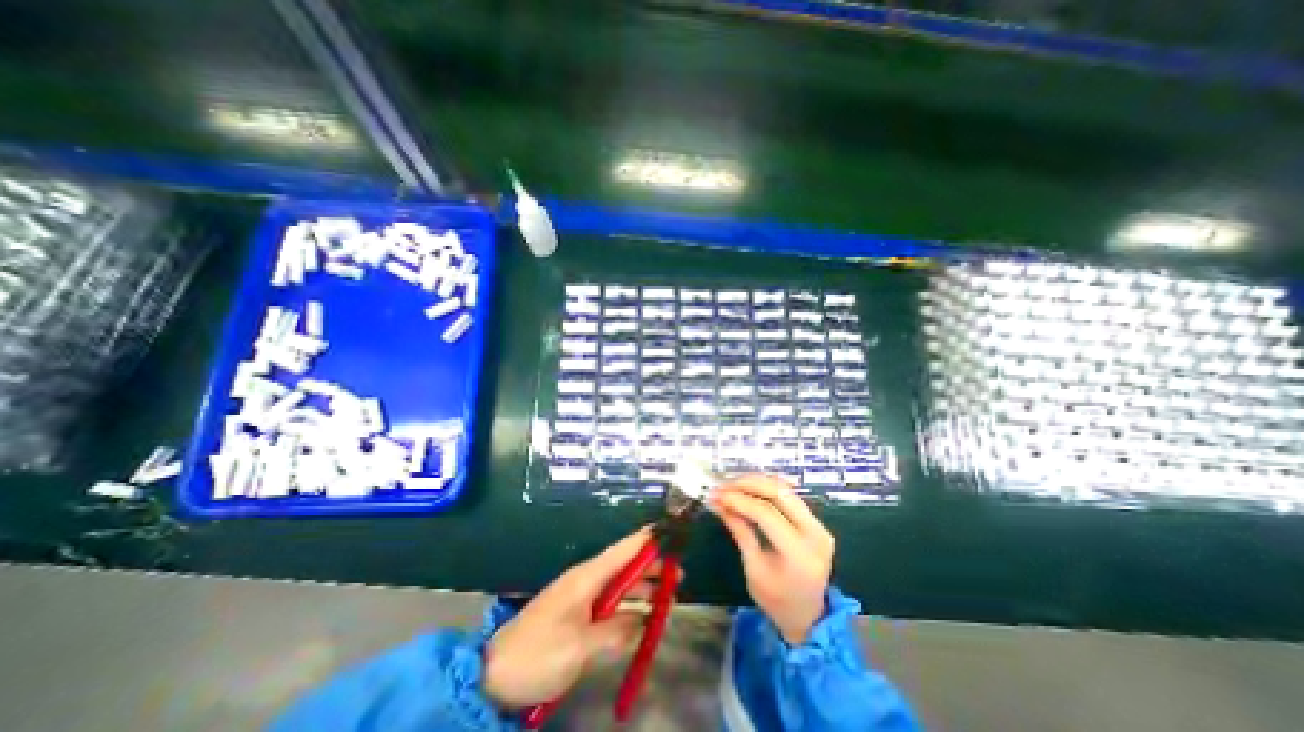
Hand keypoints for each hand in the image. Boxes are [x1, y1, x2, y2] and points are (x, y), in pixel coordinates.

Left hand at [483, 530, 661, 711]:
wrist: (495, 675)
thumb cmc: (538, 654)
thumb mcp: (579, 647)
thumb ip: (615, 632)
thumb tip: (643, 621)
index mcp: (587, 577)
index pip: (623, 550)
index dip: (646, 538)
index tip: (668, 530)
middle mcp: (588, 581)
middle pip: (626, 567)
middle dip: (652, 568)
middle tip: (679, 576)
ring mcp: (583, 599)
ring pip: (620, 586)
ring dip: (643, 590)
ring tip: (668, 598)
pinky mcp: (579, 616)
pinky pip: (611, 606)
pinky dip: (629, 609)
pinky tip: (643, 619)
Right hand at [713, 474, 834, 638]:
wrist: (809, 617)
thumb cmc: (776, 600)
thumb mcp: (753, 569)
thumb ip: (739, 531)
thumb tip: (719, 503)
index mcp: (799, 553)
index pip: (766, 513)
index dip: (739, 500)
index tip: (716, 495)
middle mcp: (815, 533)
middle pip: (779, 493)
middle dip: (748, 483)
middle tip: (724, 485)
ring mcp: (819, 525)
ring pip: (785, 489)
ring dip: (756, 482)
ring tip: (732, 485)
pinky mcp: (815, 521)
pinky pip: (789, 495)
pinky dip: (766, 488)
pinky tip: (748, 489)